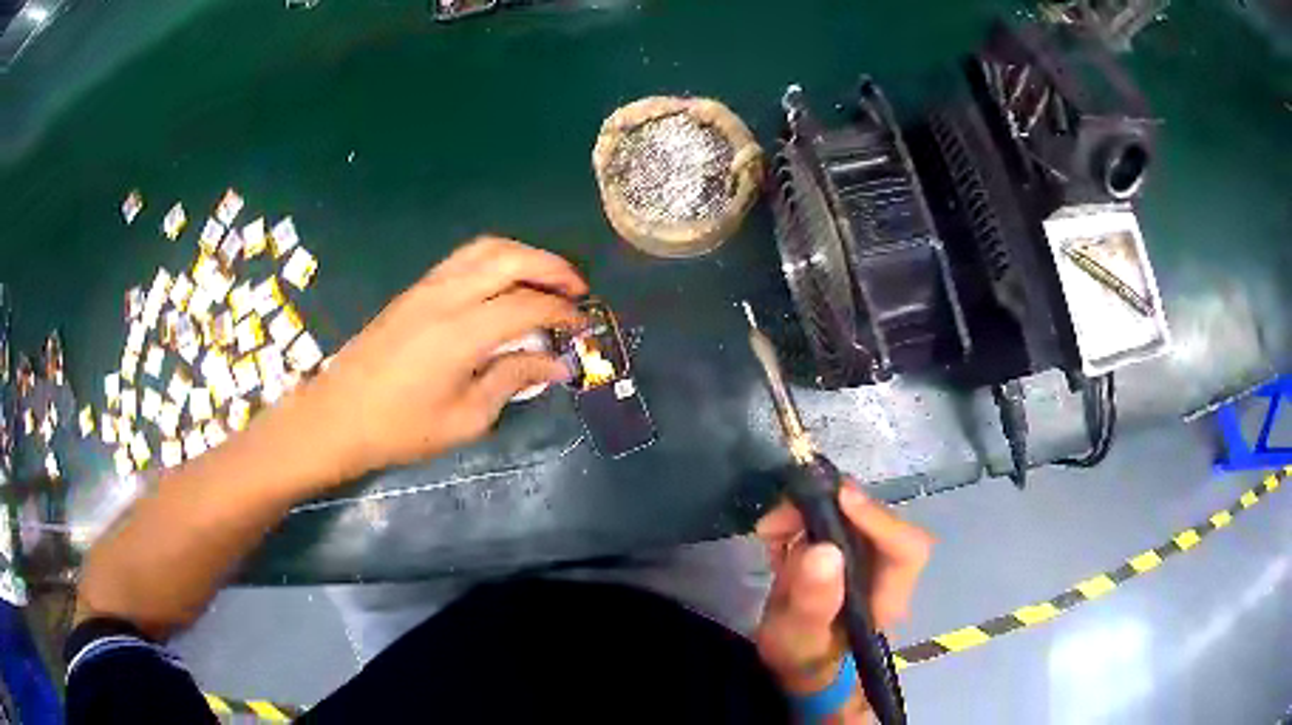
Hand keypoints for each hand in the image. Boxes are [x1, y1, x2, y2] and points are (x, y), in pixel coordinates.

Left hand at [308, 236, 586, 480]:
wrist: (337, 416)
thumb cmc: (401, 428)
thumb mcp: (466, 417)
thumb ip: (513, 381)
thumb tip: (555, 364)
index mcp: (462, 331)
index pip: (528, 304)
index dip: (564, 311)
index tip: (584, 325)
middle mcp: (447, 295)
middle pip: (511, 257)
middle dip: (552, 267)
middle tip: (577, 290)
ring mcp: (427, 287)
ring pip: (486, 248)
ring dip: (524, 255)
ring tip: (546, 279)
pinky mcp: (415, 290)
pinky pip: (464, 259)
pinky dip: (496, 260)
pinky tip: (505, 285)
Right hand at [755, 485, 932, 719]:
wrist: (799, 664)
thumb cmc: (804, 658)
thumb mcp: (801, 637)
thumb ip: (813, 601)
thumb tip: (823, 549)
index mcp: (888, 595)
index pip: (906, 548)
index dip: (878, 518)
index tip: (838, 498)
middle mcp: (885, 569)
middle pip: (875, 521)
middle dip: (829, 508)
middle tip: (781, 517)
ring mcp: (866, 556)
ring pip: (851, 514)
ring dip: (809, 512)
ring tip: (771, 530)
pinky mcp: (846, 549)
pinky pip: (832, 518)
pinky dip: (801, 519)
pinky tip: (776, 538)